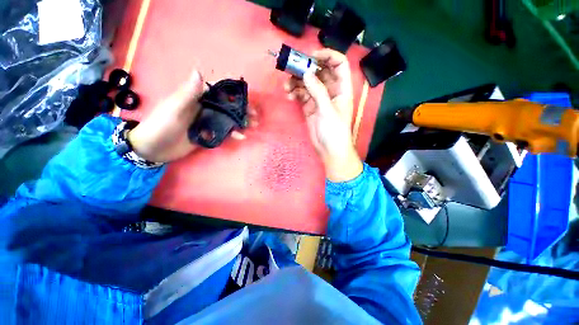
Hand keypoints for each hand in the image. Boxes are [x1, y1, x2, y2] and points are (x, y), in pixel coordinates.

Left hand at [128, 71, 250, 162]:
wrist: (153, 148)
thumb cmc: (161, 125)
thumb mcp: (174, 108)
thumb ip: (188, 93)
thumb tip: (199, 71)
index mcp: (196, 98)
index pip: (217, 91)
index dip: (232, 92)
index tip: (246, 96)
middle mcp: (204, 109)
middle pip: (227, 107)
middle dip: (241, 110)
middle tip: (254, 115)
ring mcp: (207, 122)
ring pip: (228, 120)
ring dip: (241, 122)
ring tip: (253, 126)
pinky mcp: (208, 134)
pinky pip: (224, 133)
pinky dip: (233, 134)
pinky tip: (241, 137)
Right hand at [284, 49, 362, 181]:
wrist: (329, 150)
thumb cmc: (334, 131)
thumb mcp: (327, 111)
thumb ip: (318, 91)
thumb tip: (306, 73)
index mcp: (341, 89)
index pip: (339, 64)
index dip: (328, 56)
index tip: (312, 56)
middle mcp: (330, 91)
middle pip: (320, 72)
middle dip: (307, 68)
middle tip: (292, 68)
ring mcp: (319, 99)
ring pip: (308, 83)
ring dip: (297, 82)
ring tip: (287, 86)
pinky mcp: (310, 107)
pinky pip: (302, 95)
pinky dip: (295, 93)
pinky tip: (289, 96)